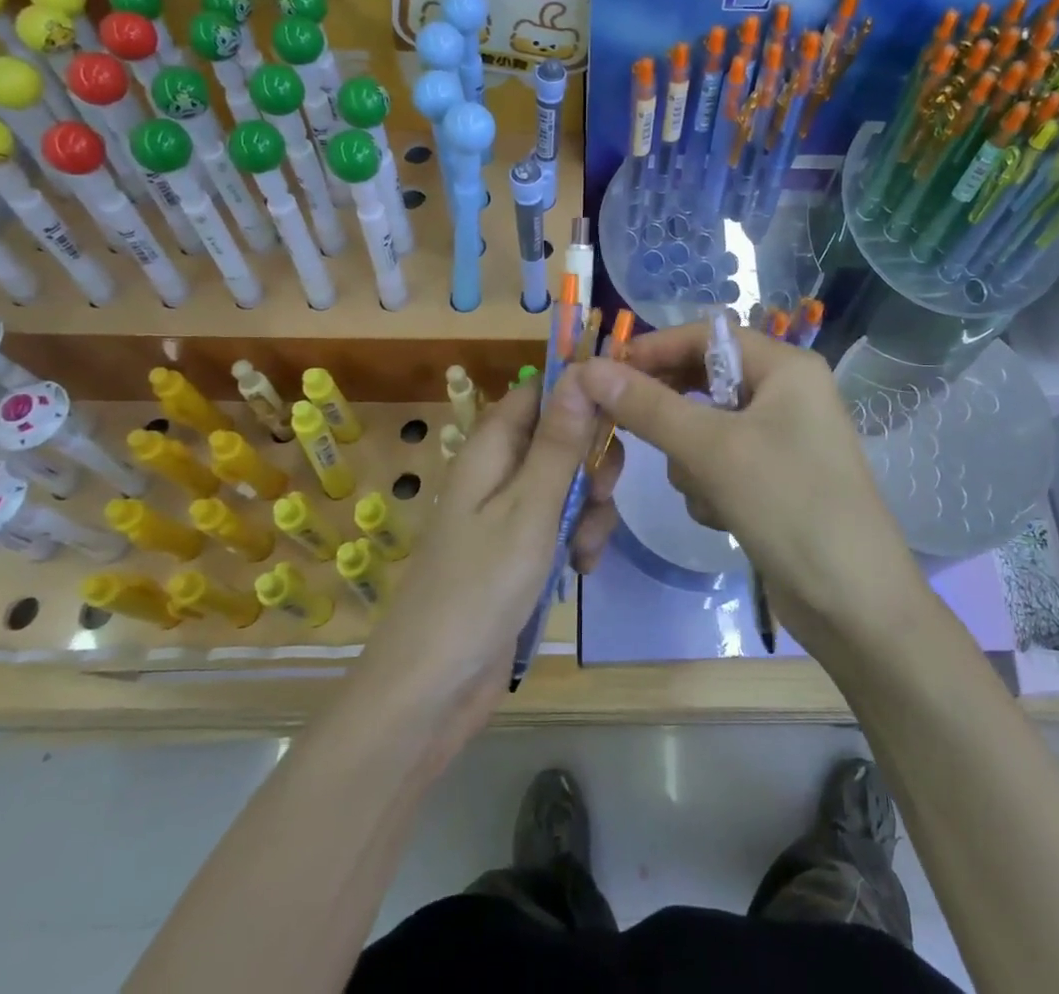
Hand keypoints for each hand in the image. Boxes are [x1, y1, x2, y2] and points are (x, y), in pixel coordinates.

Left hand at [350, 372, 622, 756]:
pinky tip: (581, 571)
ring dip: (590, 511)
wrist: (432, 688)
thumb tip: (583, 371)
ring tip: (583, 553)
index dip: (584, 392)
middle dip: (593, 464)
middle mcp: (500, 469)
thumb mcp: (529, 509)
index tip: (626, 408)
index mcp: (492, 445)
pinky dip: (578, 540)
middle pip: (564, 436)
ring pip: (570, 483)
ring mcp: (510, 511)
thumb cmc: (479, 588)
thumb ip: (560, 442)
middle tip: (601, 495)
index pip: (543, 390)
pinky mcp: (520, 549)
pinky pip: (562, 524)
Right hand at [570, 321, 922, 648]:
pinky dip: (709, 486)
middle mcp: (785, 393)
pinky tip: (722, 516)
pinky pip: (719, 463)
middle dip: (671, 413)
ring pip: (704, 428)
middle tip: (626, 428)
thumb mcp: (713, 450)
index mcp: (785, 367)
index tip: (604, 374)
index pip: (705, 336)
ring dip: (691, 460)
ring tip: (705, 491)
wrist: (855, 604)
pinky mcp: (773, 479)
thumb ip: (649, 407)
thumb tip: (589, 369)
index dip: (653, 349)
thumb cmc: (790, 506)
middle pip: (704, 381)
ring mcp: (781, 438)